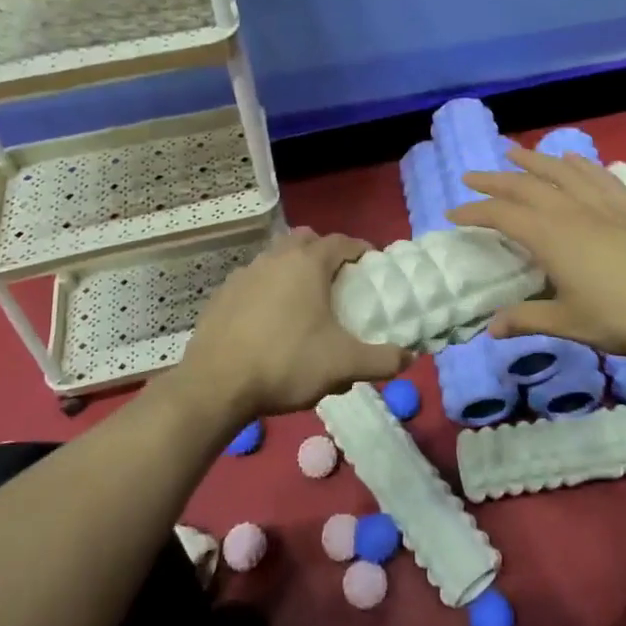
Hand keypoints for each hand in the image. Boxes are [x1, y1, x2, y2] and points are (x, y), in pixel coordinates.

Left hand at [176, 227, 408, 420]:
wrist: (216, 385)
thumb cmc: (286, 363)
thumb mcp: (343, 366)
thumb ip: (381, 360)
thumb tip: (409, 357)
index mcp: (308, 263)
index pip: (341, 242)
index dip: (360, 250)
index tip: (372, 265)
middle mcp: (276, 258)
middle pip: (306, 239)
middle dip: (324, 251)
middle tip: (338, 279)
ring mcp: (245, 273)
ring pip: (276, 257)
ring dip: (294, 268)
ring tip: (305, 299)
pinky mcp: (223, 293)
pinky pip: (254, 279)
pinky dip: (268, 288)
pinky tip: (270, 318)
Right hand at [450, 146, 625, 360]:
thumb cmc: (622, 316)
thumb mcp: (569, 323)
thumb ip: (528, 319)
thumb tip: (491, 329)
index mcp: (550, 236)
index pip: (501, 216)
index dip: (475, 212)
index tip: (453, 213)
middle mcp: (570, 210)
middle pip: (524, 185)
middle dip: (494, 179)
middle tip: (471, 176)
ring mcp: (602, 204)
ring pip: (560, 172)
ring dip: (533, 160)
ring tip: (514, 151)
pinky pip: (598, 176)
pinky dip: (580, 164)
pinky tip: (572, 160)